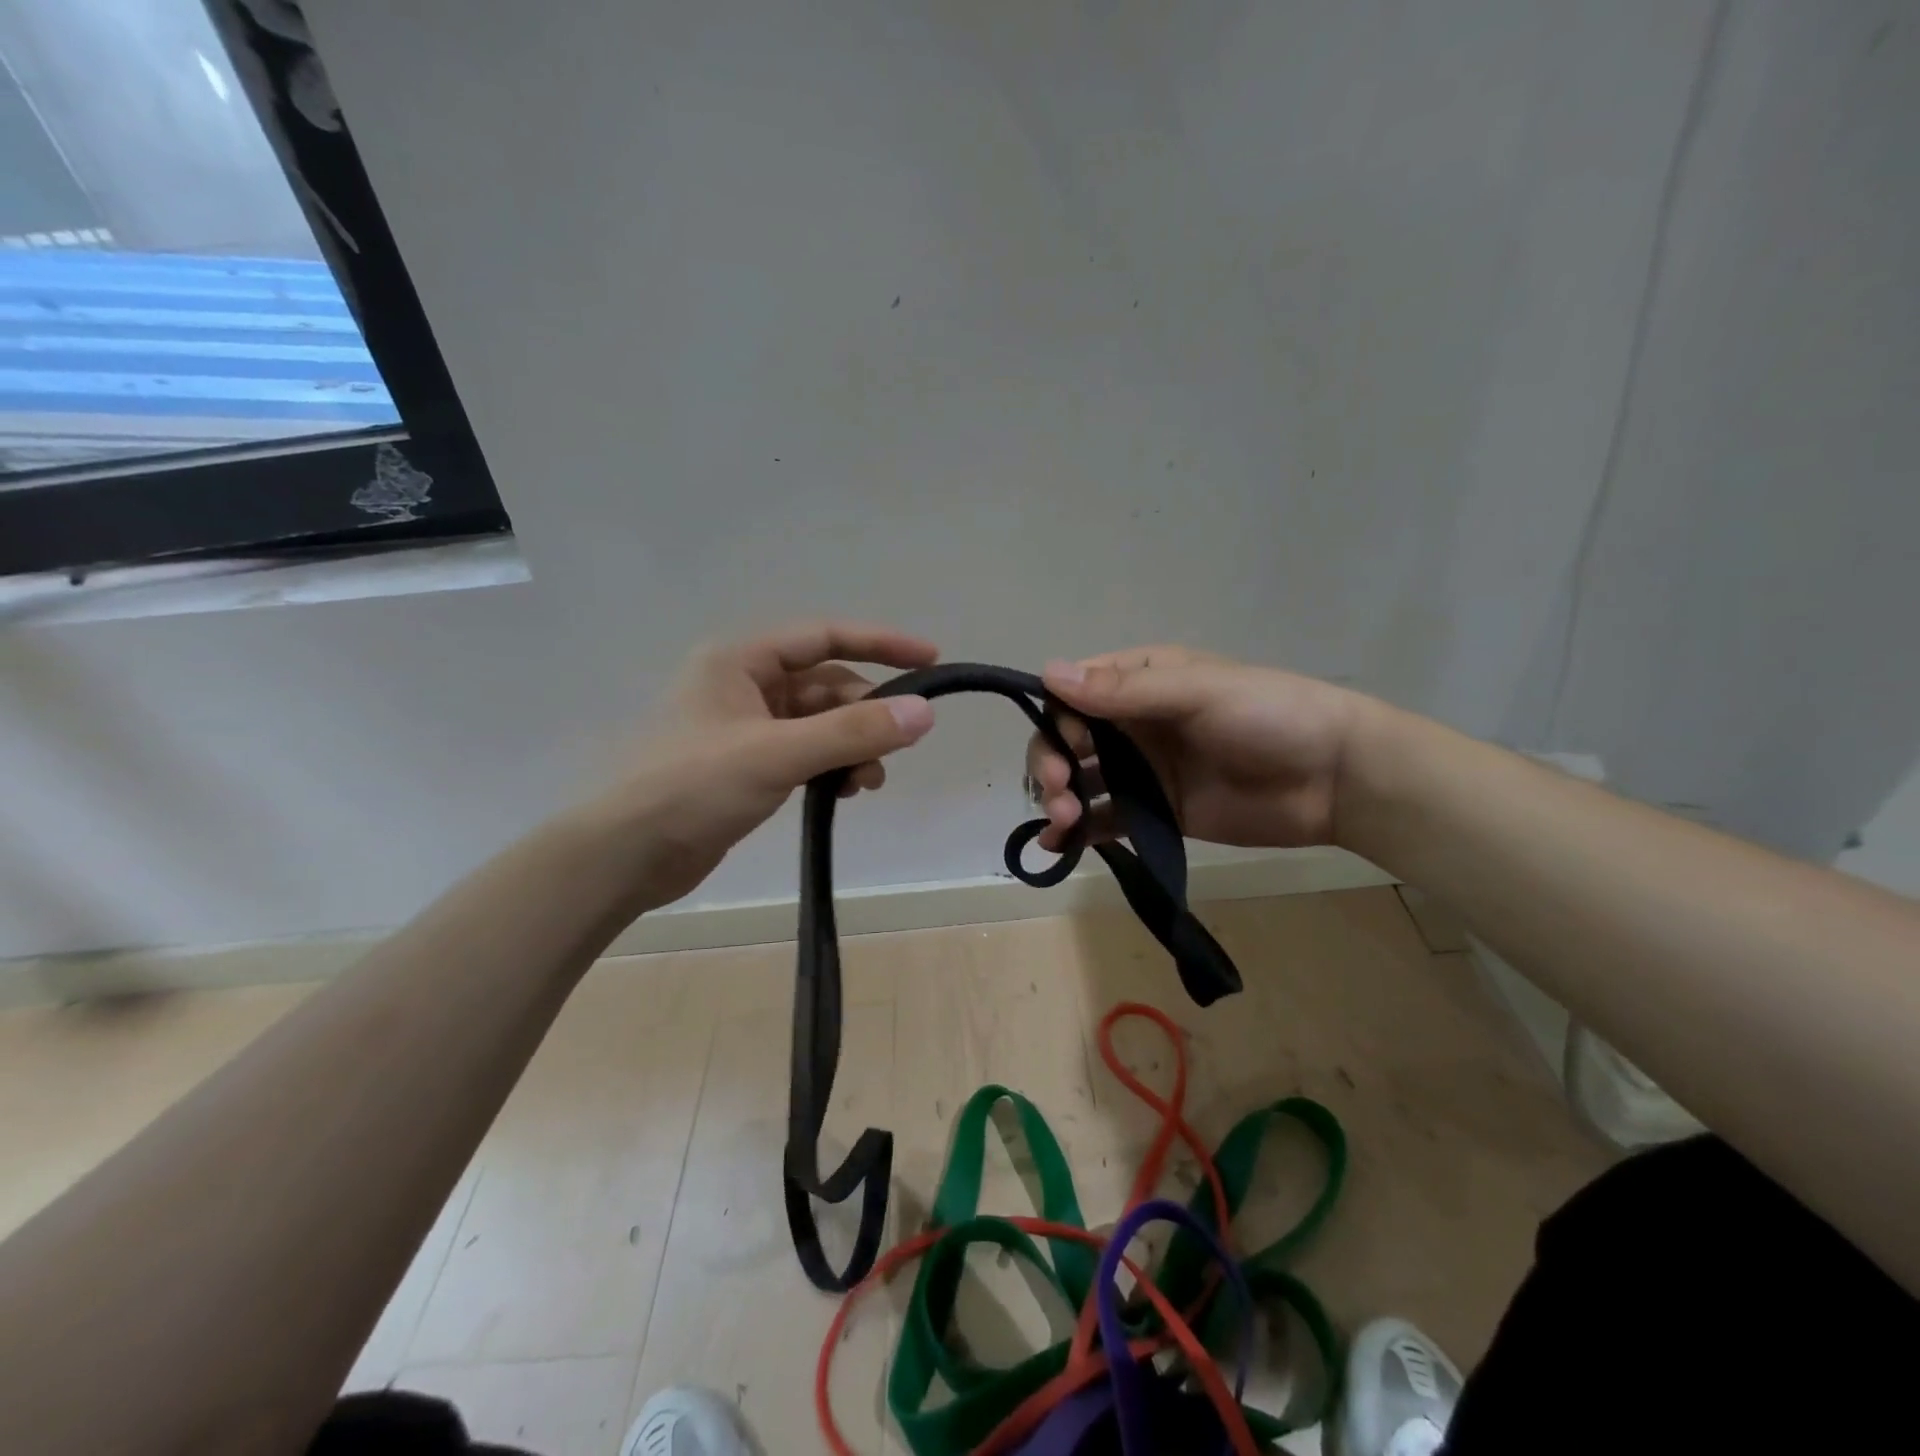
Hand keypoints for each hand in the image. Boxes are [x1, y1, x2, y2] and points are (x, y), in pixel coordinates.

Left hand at [598, 620, 937, 906]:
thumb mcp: (777, 754)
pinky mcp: (745, 765)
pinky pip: (804, 752)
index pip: (825, 636)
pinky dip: (828, 766)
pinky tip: (840, 793)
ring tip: (865, 783)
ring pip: (818, 723)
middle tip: (892, 752)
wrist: (624, 856)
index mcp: (740, 660)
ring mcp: (744, 726)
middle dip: (865, 715)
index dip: (881, 643)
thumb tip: (924, 713)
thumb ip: (852, 732)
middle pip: (826, 685)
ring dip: (850, 746)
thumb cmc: (692, 788)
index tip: (931, 660)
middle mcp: (743, 684)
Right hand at [1026, 646, 1368, 852]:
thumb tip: (1049, 672)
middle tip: (1058, 792)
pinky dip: (1078, 832)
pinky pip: (1105, 819)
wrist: (1334, 778)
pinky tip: (1059, 846)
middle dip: (1052, 763)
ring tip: (1064, 822)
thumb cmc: (1269, 715)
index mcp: (1141, 682)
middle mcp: (1134, 723)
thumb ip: (1124, 692)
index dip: (1057, 720)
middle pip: (1068, 740)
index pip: (1074, 694)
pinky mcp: (1156, 812)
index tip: (1070, 747)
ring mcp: (1143, 771)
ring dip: (1059, 798)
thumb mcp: (1197, 693)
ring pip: (1080, 780)